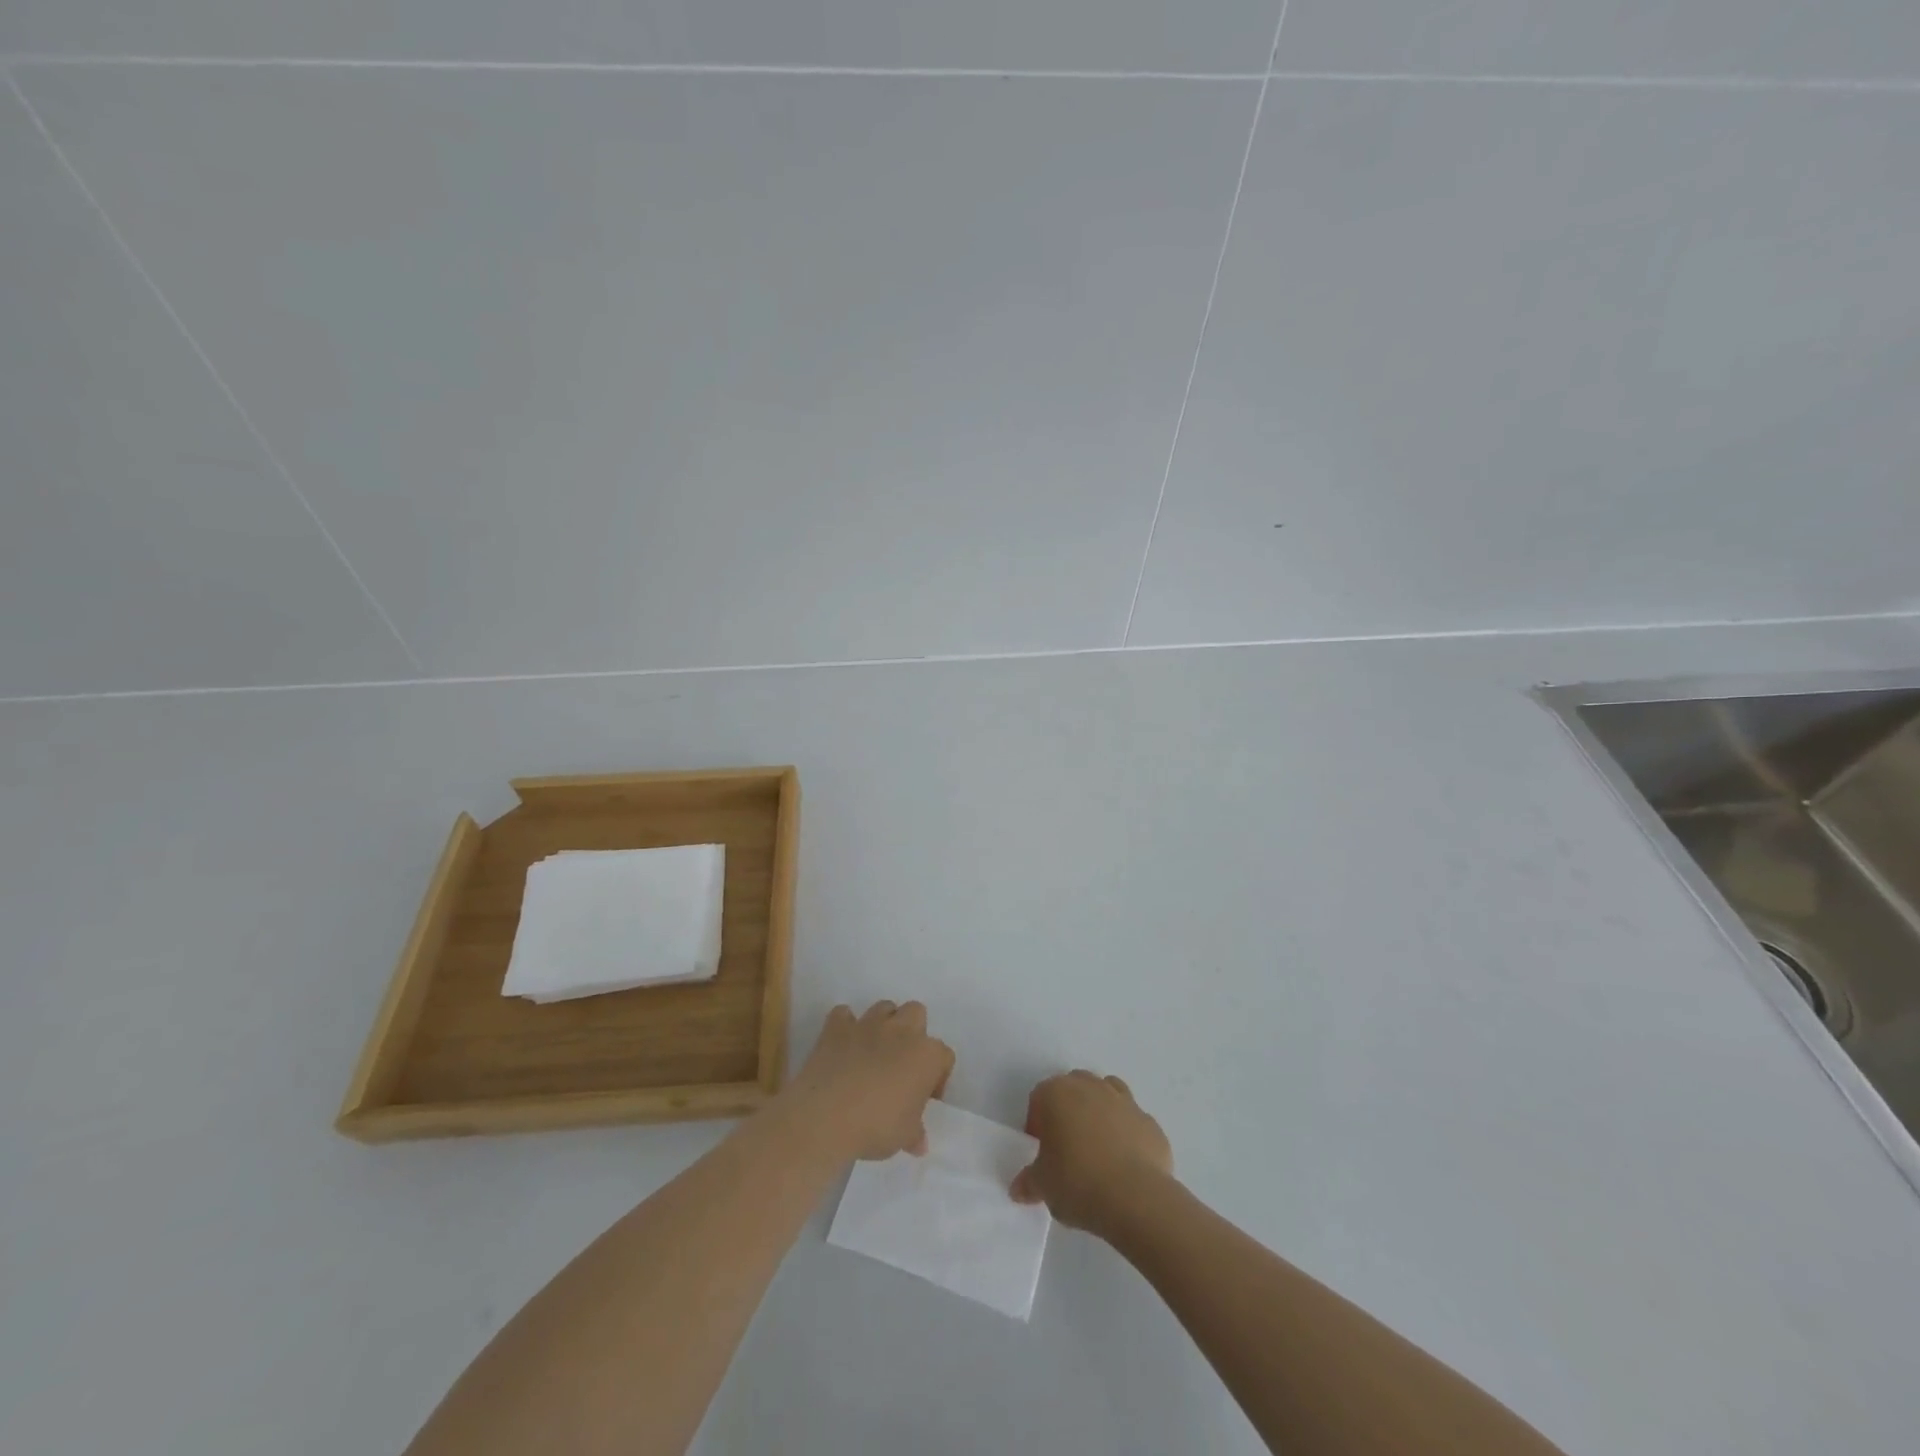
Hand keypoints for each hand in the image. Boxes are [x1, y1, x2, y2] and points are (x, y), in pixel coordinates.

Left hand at [782, 1001, 953, 1162]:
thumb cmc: (875, 1126)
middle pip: (916, 1013)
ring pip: (884, 1008)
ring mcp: (867, 1024)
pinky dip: (845, 1026)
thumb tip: (919, 1143)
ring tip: (874, 1052)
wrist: (826, 1117)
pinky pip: (844, 1015)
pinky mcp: (837, 1027)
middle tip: (902, 1063)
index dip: (937, 1076)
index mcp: (926, 1055)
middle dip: (913, 1032)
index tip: (925, 1097)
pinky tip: (843, 1045)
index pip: (944, 1056)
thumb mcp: (903, 1137)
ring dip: (884, 1024)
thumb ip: (915, 1133)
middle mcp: (901, 1030)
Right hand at [1010, 1070, 1173, 1237]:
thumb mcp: (1043, 1186)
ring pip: (1106, 1093)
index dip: (1037, 1124)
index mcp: (1057, 1093)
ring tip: (1097, 1150)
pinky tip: (1124, 1164)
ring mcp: (1124, 1100)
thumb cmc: (1077, 1182)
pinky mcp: (1150, 1122)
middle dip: (1068, 1111)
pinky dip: (1126, 1134)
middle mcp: (1090, 1087)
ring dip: (1099, 1112)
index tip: (1041, 1153)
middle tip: (1067, 1148)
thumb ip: (1029, 1182)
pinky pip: (1132, 1121)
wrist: (1135, 1198)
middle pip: (1073, 1088)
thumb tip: (1019, 1188)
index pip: (1039, 1098)